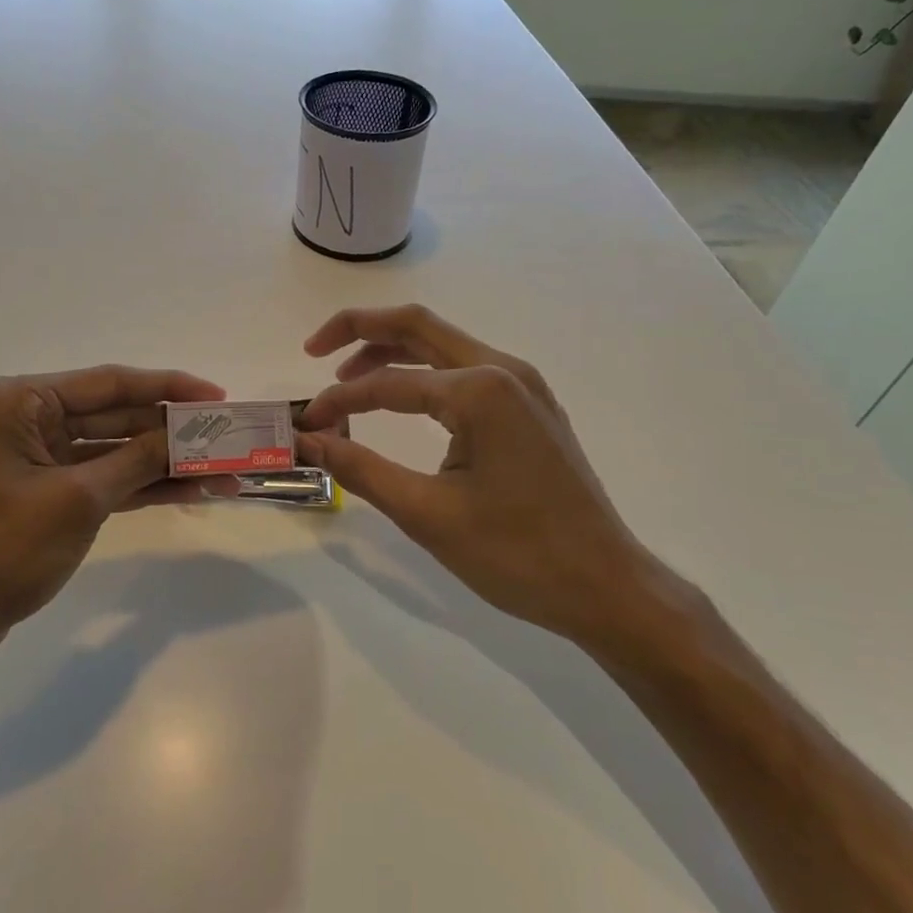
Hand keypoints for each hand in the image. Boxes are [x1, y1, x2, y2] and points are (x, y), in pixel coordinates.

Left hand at [0, 365, 226, 655]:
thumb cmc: (2, 547)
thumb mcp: (79, 499)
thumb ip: (138, 460)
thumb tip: (191, 435)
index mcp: (22, 400)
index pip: (109, 383)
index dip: (168, 388)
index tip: (218, 397)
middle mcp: (29, 418)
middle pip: (116, 415)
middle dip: (172, 431)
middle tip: (229, 437)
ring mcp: (41, 457)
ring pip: (116, 450)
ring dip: (165, 462)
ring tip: (223, 471)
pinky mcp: (50, 492)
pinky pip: (106, 478)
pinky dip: (144, 485)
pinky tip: (191, 491)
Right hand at [295, 306, 696, 645]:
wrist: (605, 586)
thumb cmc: (516, 553)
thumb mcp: (427, 514)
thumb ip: (360, 469)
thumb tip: (307, 441)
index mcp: (479, 391)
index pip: (388, 383)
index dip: (339, 402)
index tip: (306, 427)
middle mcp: (503, 370)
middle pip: (418, 326)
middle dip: (360, 330)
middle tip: (313, 350)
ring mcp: (524, 386)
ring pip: (444, 345)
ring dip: (392, 351)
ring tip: (347, 378)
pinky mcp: (531, 407)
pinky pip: (467, 370)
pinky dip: (425, 374)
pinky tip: (403, 399)